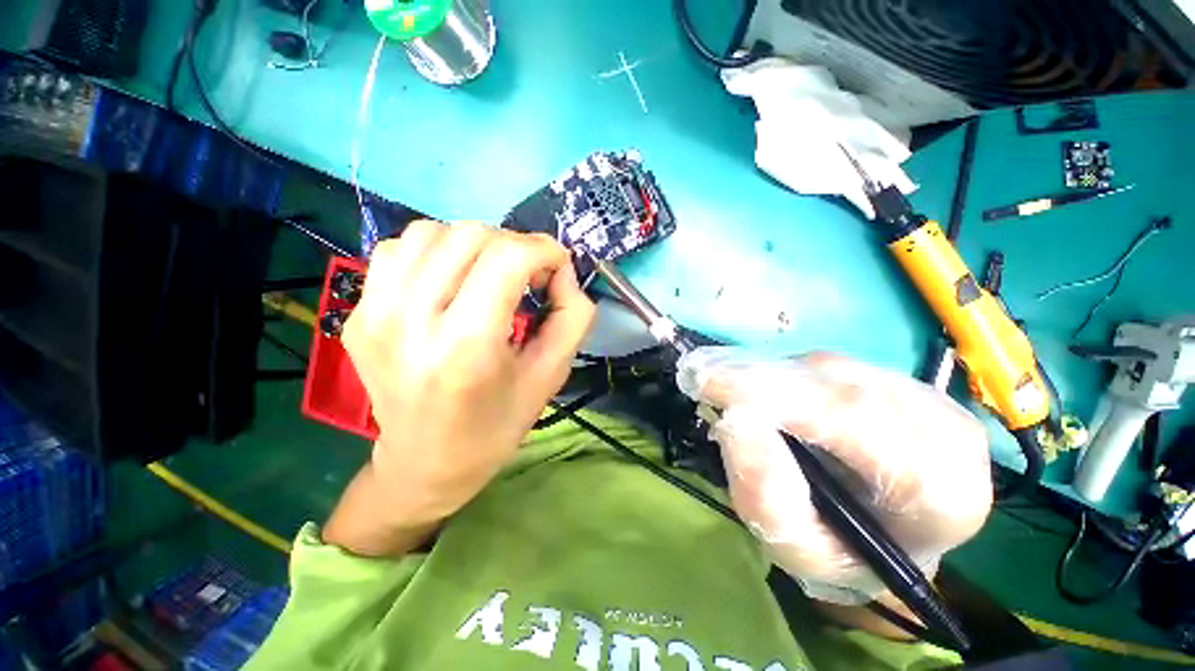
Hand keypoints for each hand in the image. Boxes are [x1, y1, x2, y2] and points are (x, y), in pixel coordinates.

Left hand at [338, 221, 595, 539]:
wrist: (427, 461)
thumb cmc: (498, 424)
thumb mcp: (552, 375)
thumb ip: (573, 316)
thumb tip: (563, 270)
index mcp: (467, 347)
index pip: (507, 258)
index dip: (543, 249)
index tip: (557, 266)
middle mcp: (411, 322)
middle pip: (470, 236)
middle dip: (513, 245)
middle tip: (527, 275)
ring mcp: (373, 313)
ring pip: (431, 232)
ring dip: (474, 244)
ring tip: (488, 275)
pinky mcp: (356, 313)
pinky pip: (397, 249)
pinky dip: (434, 251)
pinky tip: (449, 280)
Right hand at [677, 348, 991, 604]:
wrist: (890, 536)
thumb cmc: (845, 553)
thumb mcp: (798, 550)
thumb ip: (767, 496)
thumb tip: (734, 421)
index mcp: (939, 492)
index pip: (853, 419)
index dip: (772, 392)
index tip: (707, 381)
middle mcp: (946, 433)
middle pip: (837, 383)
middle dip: (758, 377)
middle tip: (698, 373)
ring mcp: (928, 398)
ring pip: (827, 369)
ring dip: (766, 375)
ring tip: (725, 386)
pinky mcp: (903, 381)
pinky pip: (827, 367)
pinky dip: (782, 373)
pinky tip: (761, 388)